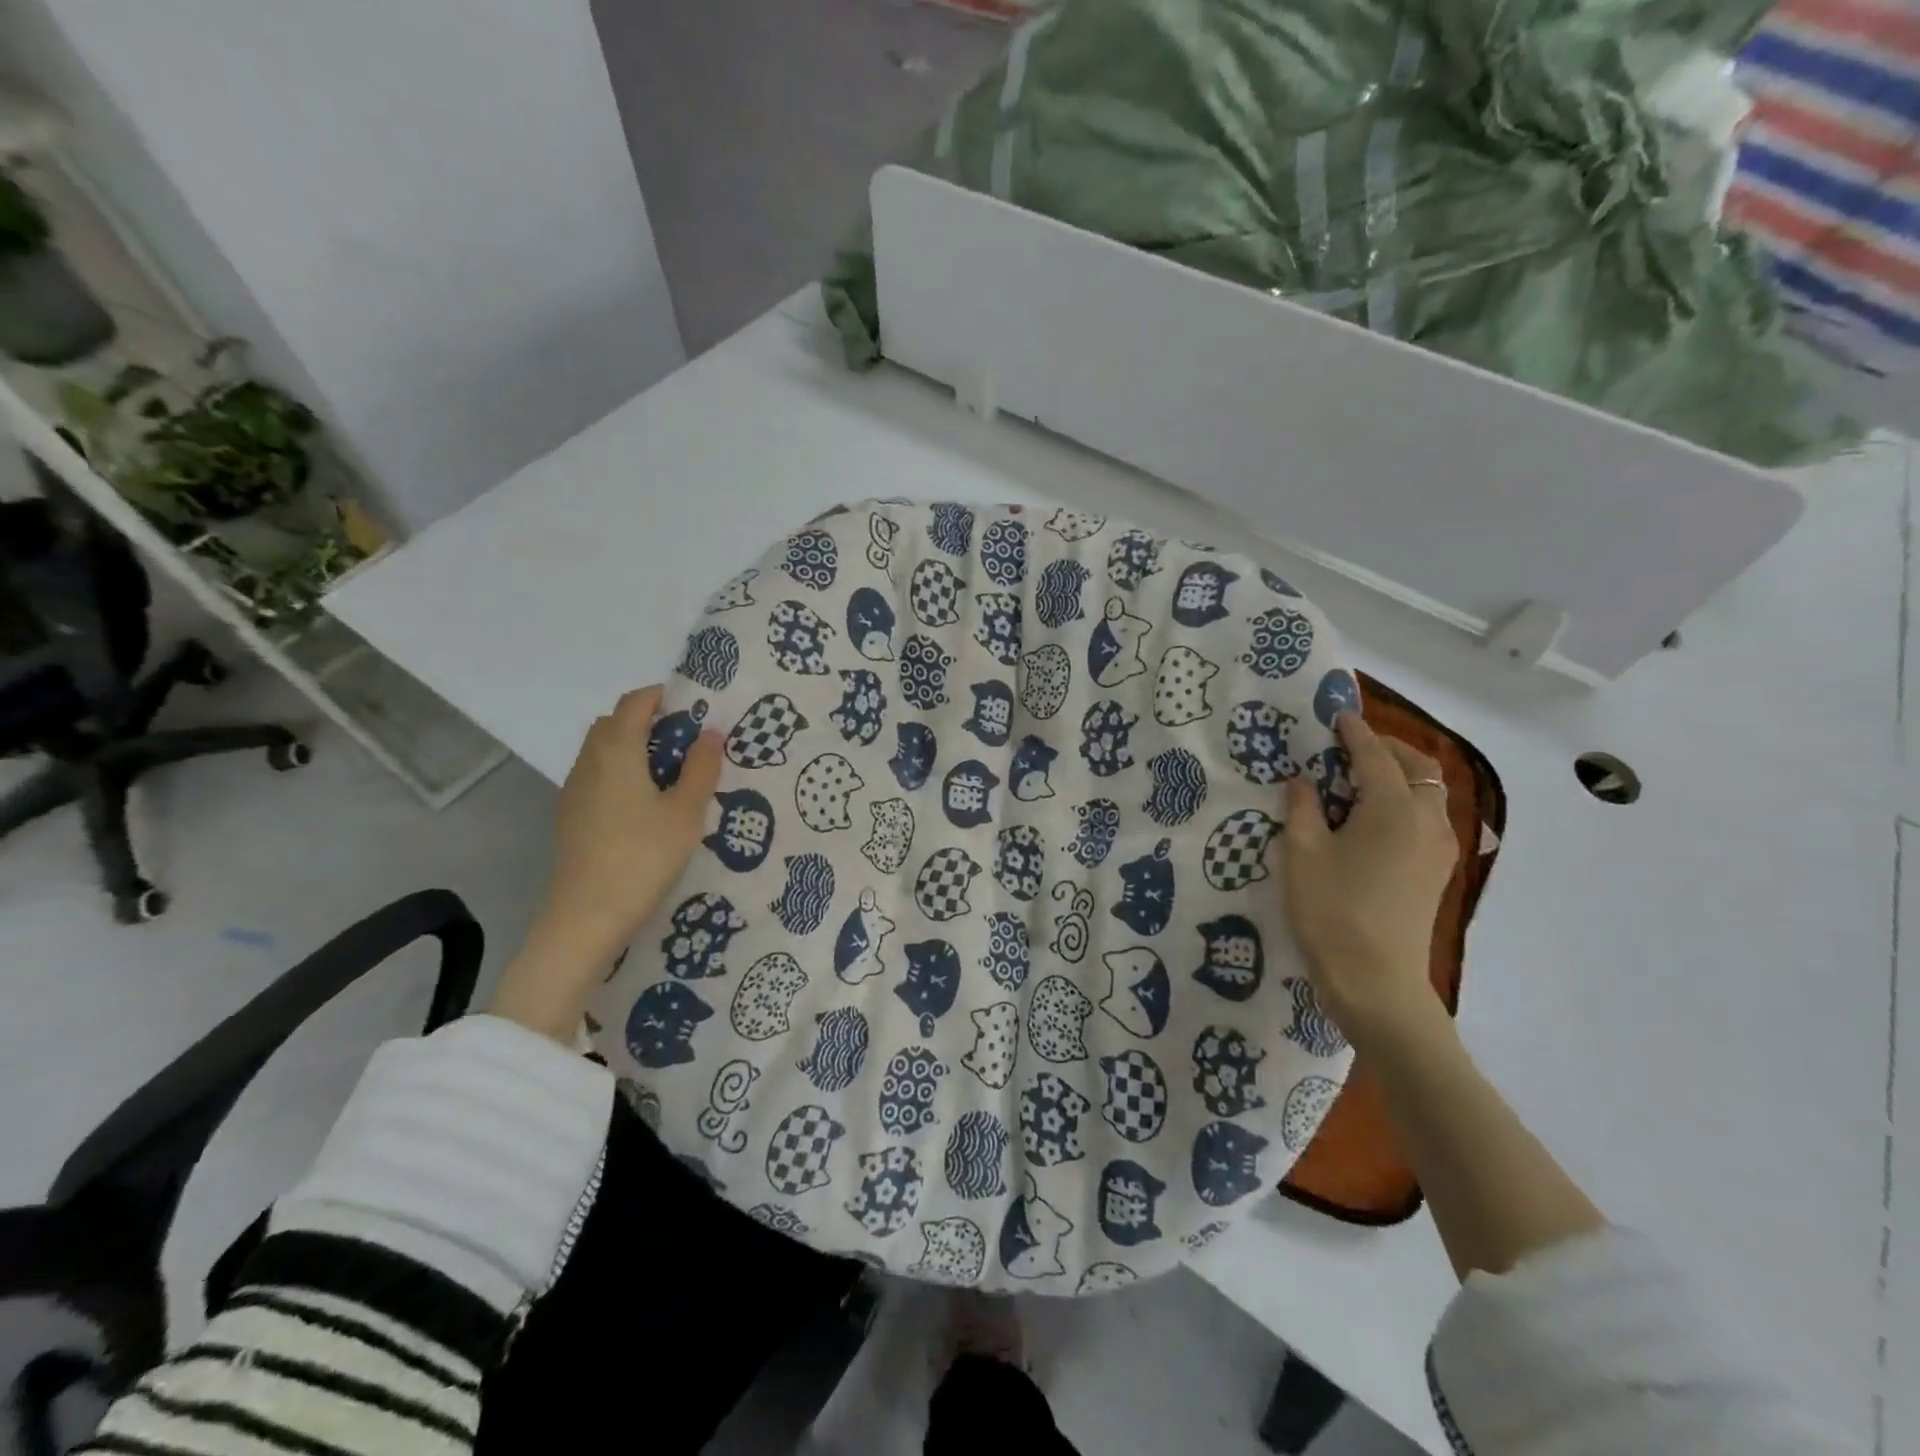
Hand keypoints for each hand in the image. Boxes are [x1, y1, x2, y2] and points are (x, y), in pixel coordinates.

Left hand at [490, 686, 721, 1039]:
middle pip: (615, 723)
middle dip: (650, 722)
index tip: (695, 708)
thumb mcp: (686, 812)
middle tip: (688, 743)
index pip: (635, 703)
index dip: (663, 697)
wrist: (587, 916)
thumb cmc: (643, 857)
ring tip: (672, 775)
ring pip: (604, 751)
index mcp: (617, 751)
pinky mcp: (572, 816)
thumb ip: (701, 768)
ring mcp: (575, 790)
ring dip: (635, 748)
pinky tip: (646, 805)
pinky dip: (622, 772)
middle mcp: (590, 762)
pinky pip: (598, 776)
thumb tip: (710, 733)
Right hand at [1280, 712, 1458, 1047]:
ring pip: (1429, 794)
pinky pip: (1428, 818)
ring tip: (1360, 781)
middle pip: (1418, 768)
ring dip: (1400, 776)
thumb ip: (1302, 808)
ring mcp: (1439, 849)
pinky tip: (1373, 818)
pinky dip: (1406, 802)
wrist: (1375, 981)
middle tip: (1351, 746)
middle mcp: (1427, 821)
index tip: (1338, 716)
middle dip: (1388, 749)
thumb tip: (1303, 781)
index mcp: (1393, 809)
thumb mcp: (1302, 853)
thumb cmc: (1330, 911)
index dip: (1355, 733)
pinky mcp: (1437, 872)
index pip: (1375, 757)